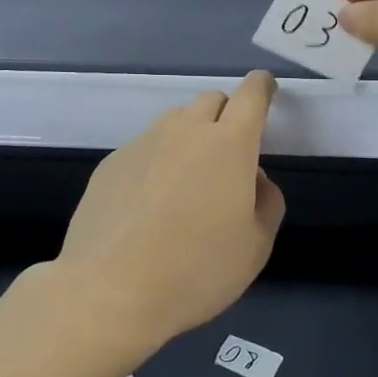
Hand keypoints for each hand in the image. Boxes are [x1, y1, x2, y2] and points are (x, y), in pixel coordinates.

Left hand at [55, 71, 284, 350]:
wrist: (111, 289)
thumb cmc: (197, 270)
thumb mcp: (255, 247)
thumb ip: (266, 203)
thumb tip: (254, 178)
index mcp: (229, 144)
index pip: (251, 95)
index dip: (261, 87)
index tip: (265, 88)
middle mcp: (185, 131)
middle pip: (211, 101)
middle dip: (226, 115)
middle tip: (228, 154)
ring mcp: (143, 142)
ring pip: (175, 121)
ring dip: (189, 135)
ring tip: (187, 180)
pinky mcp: (111, 162)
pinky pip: (144, 147)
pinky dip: (156, 160)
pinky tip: (148, 202)